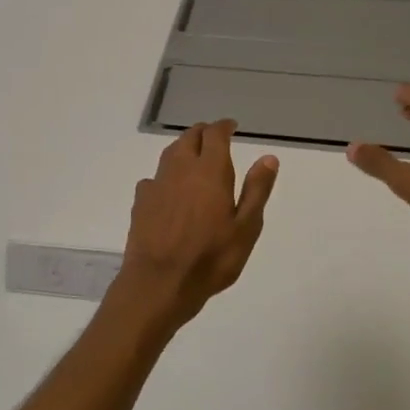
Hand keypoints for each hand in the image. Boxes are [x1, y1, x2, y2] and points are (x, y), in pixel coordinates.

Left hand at [117, 121, 279, 326]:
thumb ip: (256, 190)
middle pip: (189, 137)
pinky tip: (169, 190)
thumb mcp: (245, 229)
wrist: (159, 283)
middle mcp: (181, 170)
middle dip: (203, 133)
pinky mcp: (141, 202)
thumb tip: (268, 157)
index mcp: (210, 172)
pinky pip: (155, 178)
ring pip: (170, 154)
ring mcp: (157, 184)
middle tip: (214, 138)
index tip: (231, 126)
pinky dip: (166, 175)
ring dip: (184, 148)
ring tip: (194, 157)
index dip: (223, 126)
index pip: (215, 135)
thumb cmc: (210, 259)